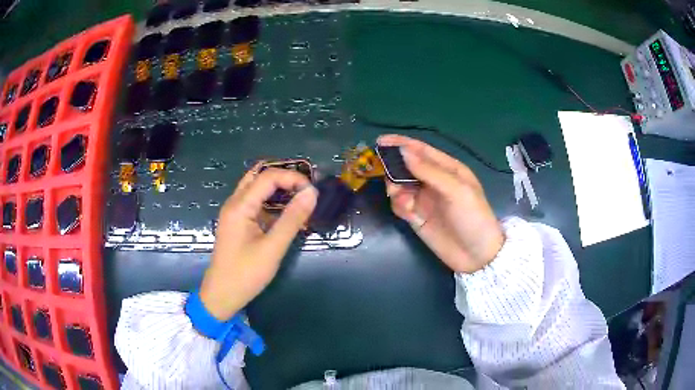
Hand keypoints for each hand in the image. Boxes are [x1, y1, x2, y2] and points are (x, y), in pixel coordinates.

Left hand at [199, 167, 317, 320]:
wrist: (222, 294)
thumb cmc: (246, 274)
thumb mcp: (272, 248)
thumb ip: (292, 219)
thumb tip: (311, 193)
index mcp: (240, 205)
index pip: (268, 176)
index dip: (293, 178)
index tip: (312, 192)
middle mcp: (234, 202)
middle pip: (259, 176)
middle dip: (285, 178)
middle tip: (306, 189)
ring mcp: (234, 212)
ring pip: (256, 188)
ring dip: (278, 189)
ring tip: (300, 198)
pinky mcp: (237, 222)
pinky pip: (255, 202)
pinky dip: (272, 202)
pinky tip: (286, 213)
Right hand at [378, 135, 504, 273]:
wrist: (476, 256)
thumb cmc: (473, 217)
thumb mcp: (456, 191)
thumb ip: (429, 171)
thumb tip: (404, 152)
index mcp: (448, 168)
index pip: (421, 150)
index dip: (401, 144)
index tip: (380, 141)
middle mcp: (434, 181)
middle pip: (407, 166)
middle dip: (395, 169)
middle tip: (389, 178)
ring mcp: (424, 199)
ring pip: (399, 185)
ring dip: (396, 189)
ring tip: (404, 201)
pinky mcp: (416, 216)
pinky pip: (400, 204)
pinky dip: (399, 205)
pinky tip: (408, 213)